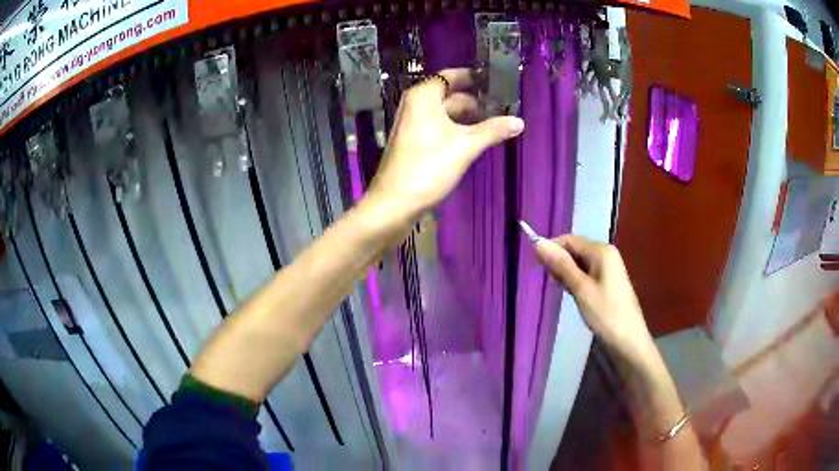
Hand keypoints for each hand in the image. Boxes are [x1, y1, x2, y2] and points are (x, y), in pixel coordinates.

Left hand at [366, 68, 524, 224]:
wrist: (394, 202)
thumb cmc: (428, 167)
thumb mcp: (465, 147)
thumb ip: (493, 131)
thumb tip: (520, 121)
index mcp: (423, 97)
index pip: (450, 76)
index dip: (472, 77)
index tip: (494, 80)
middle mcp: (414, 105)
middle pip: (448, 95)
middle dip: (474, 100)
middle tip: (501, 106)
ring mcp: (411, 124)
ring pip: (443, 113)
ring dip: (466, 117)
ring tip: (493, 123)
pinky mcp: (412, 142)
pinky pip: (437, 126)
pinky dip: (454, 128)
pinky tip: (473, 139)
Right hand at [535, 235, 653, 359]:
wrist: (629, 341)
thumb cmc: (606, 314)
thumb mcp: (581, 289)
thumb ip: (561, 265)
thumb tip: (538, 242)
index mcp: (601, 250)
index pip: (569, 239)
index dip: (551, 248)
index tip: (536, 266)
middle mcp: (606, 253)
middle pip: (575, 249)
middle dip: (559, 262)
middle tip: (550, 283)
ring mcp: (608, 267)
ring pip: (579, 262)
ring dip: (566, 272)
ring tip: (560, 290)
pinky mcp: (607, 281)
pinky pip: (586, 272)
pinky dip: (575, 279)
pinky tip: (571, 293)